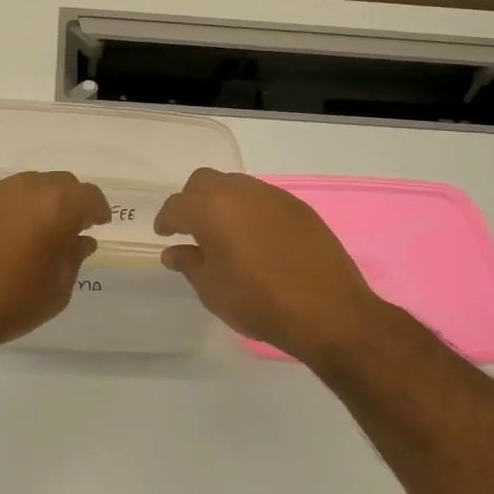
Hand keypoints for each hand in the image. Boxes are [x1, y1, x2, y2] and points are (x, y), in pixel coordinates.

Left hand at [0, 171, 111, 361]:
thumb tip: (80, 240)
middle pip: (60, 183)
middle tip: (70, 228)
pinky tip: (7, 236)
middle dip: (71, 202)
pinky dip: (13, 209)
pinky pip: (2, 197)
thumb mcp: (57, 289)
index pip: (88, 196)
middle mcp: (26, 189)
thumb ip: (73, 258)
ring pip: (29, 186)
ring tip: (38, 232)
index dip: (97, 209)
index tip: (99, 224)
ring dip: (41, 202)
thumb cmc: (11, 303)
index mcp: (56, 206)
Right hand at [154, 169, 402, 365]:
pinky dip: (250, 210)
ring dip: (223, 202)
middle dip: (192, 200)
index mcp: (211, 209)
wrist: (329, 311)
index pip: (178, 205)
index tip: (164, 233)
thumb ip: (189, 263)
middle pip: (205, 182)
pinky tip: (256, 238)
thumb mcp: (213, 290)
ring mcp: (273, 196)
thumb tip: (174, 251)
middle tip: (191, 228)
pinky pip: (263, 198)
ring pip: (236, 185)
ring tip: (225, 232)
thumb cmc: (259, 302)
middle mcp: (240, 192)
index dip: (166, 219)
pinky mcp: (299, 207)